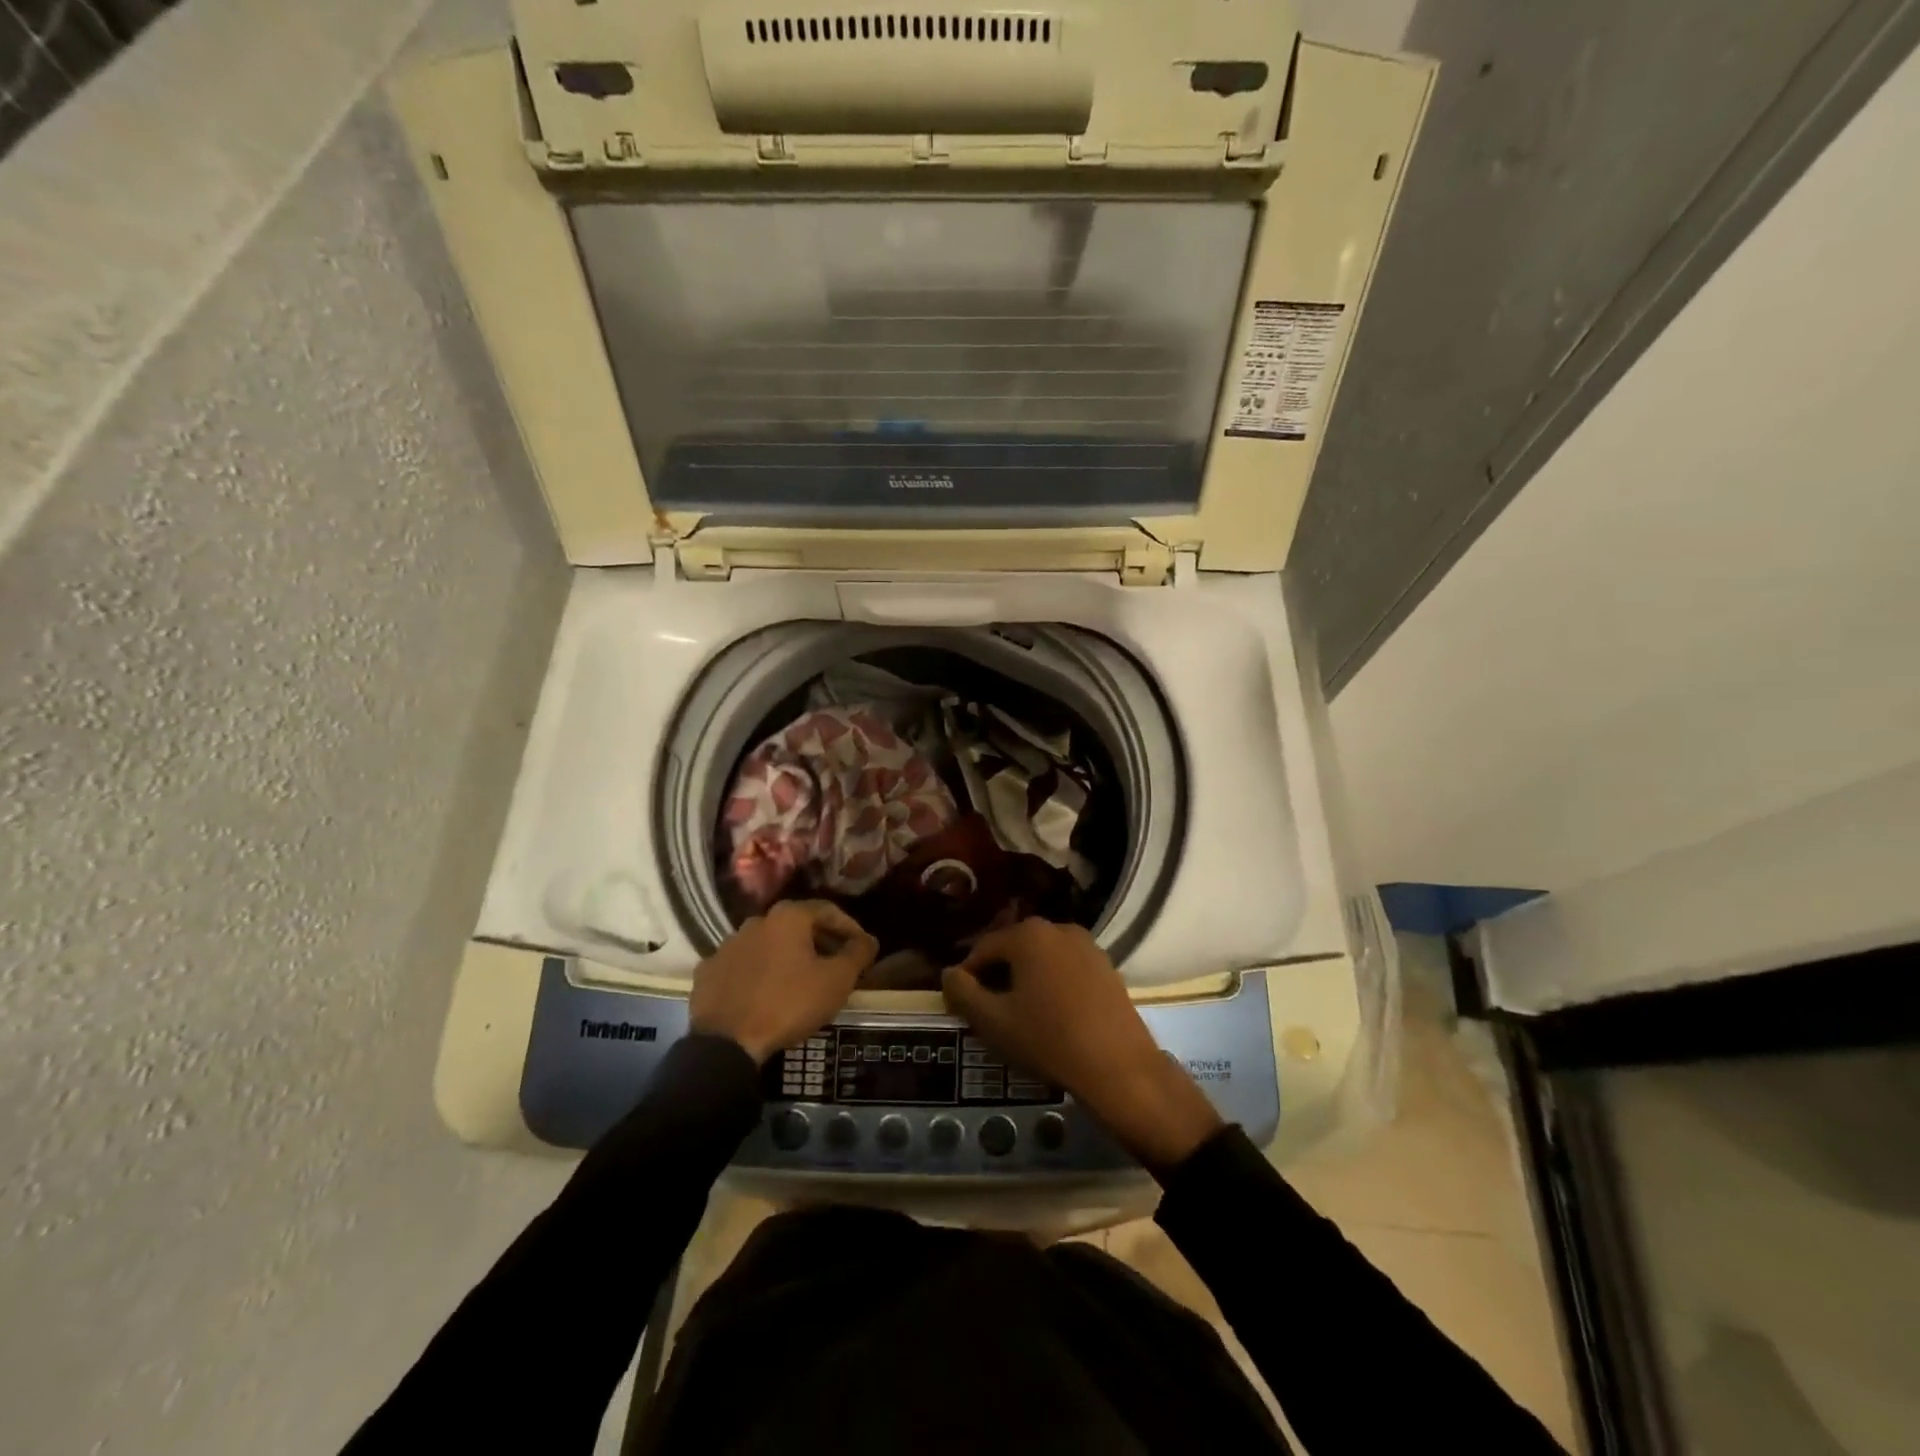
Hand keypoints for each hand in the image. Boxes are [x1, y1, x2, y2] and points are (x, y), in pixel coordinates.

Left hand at [690, 901, 876, 1064]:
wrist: (726, 1043)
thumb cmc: (789, 1003)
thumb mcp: (836, 981)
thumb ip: (857, 954)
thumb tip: (868, 940)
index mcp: (788, 917)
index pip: (828, 911)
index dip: (850, 928)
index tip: (863, 948)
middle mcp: (756, 921)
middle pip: (797, 926)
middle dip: (819, 942)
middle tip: (836, 965)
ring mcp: (727, 945)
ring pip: (767, 945)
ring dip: (787, 956)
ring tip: (801, 981)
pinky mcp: (708, 971)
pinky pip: (742, 966)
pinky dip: (758, 973)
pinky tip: (765, 993)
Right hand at [941, 919, 1222, 1169]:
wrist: (1118, 1067)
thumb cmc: (1048, 1039)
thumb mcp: (993, 1021)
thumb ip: (962, 993)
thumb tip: (949, 974)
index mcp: (1028, 934)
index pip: (983, 949)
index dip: (967, 976)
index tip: (961, 1005)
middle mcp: (1058, 928)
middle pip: (1014, 949)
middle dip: (997, 976)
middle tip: (989, 1011)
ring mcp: (1087, 945)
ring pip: (1042, 958)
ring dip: (1026, 980)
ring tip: (1019, 1015)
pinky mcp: (1107, 966)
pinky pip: (1067, 968)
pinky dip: (1053, 984)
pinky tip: (1052, 1015)